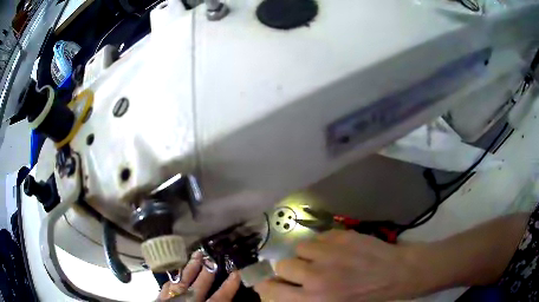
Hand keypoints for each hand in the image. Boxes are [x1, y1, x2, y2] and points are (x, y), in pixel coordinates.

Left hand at [158, 251, 240, 300]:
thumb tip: (225, 301)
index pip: (219, 298)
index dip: (229, 286)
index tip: (236, 273)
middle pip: (199, 285)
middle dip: (207, 271)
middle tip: (211, 255)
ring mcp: (172, 299)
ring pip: (183, 281)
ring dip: (190, 268)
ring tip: (196, 255)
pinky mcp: (160, 299)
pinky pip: (167, 286)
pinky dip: (173, 278)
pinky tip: (175, 273)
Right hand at [254, 230, 424, 301]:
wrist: (395, 273)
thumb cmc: (364, 297)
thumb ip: (303, 300)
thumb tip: (280, 292)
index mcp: (313, 300)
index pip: (270, 290)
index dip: (268, 286)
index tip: (273, 285)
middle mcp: (316, 277)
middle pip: (282, 265)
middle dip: (291, 270)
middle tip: (306, 272)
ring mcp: (329, 253)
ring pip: (299, 248)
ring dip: (308, 255)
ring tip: (324, 259)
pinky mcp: (340, 236)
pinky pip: (317, 237)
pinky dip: (322, 244)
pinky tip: (337, 250)